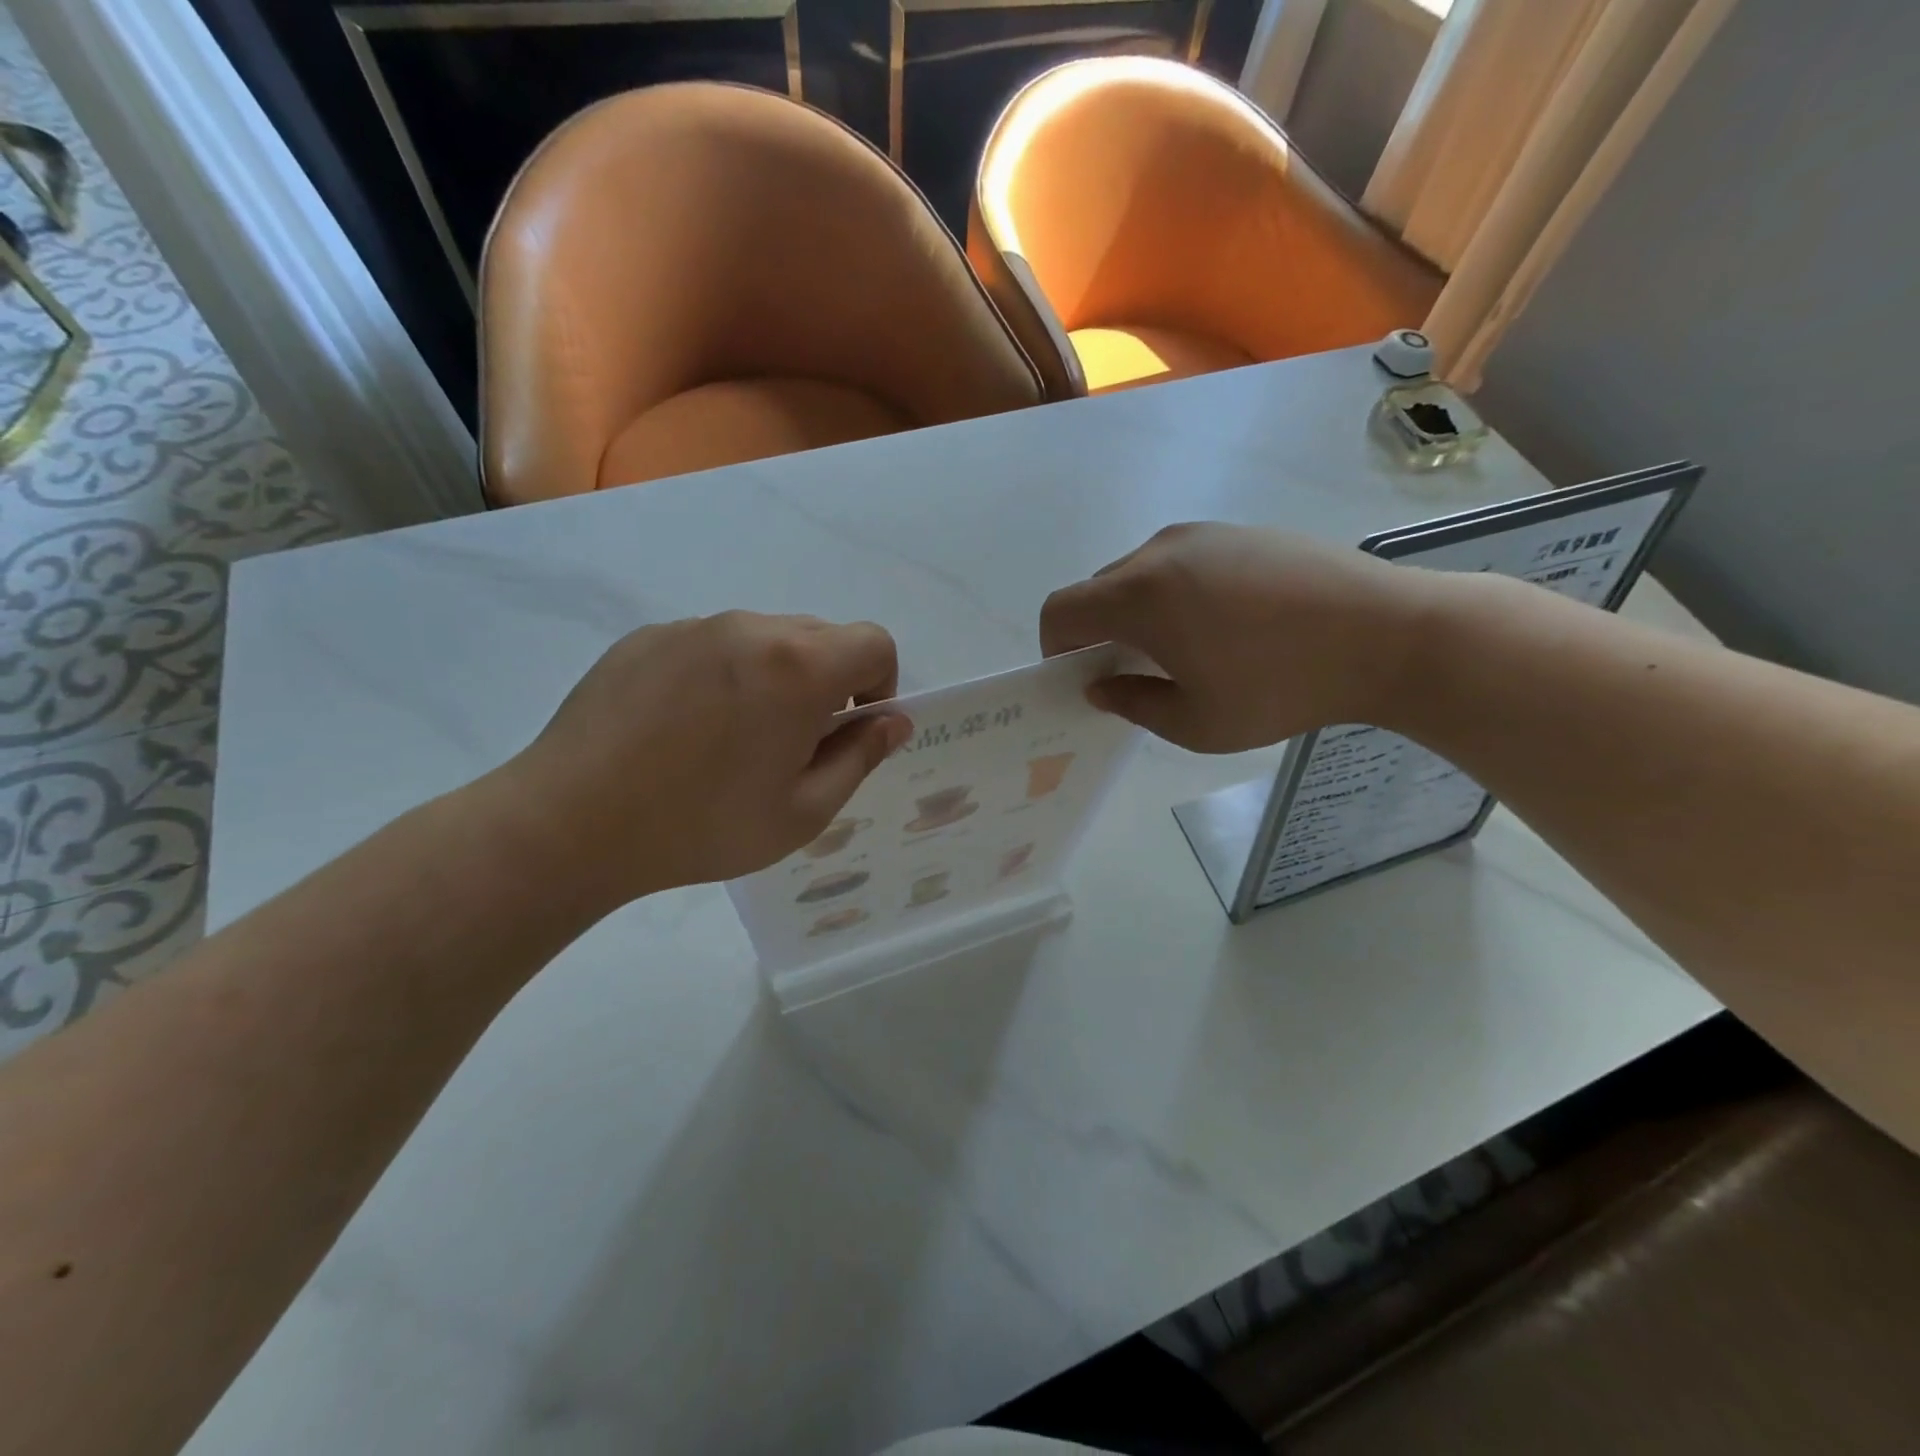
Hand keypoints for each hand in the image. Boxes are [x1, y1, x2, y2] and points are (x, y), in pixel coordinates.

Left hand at [491, 612, 909, 909]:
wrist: (570, 823)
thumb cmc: (702, 825)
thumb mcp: (803, 811)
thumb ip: (860, 757)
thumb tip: (893, 722)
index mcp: (799, 666)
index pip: (874, 643)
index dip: (879, 685)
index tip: (849, 730)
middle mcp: (751, 628)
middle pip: (821, 636)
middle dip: (828, 682)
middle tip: (792, 744)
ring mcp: (693, 627)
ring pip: (764, 638)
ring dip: (774, 677)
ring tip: (731, 739)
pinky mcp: (647, 637)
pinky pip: (710, 644)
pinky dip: (721, 675)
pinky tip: (682, 730)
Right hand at [1040, 523, 1432, 751]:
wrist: (1388, 634)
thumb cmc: (1282, 687)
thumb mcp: (1196, 723)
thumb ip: (1132, 704)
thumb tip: (1101, 686)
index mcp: (1140, 595)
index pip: (1061, 610)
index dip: (1056, 648)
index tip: (1084, 677)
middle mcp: (1160, 551)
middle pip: (1098, 589)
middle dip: (1099, 631)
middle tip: (1136, 672)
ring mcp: (1203, 534)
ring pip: (1139, 573)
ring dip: (1137, 611)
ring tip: (1184, 649)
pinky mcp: (1240, 531)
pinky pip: (1181, 561)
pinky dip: (1175, 592)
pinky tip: (1224, 624)